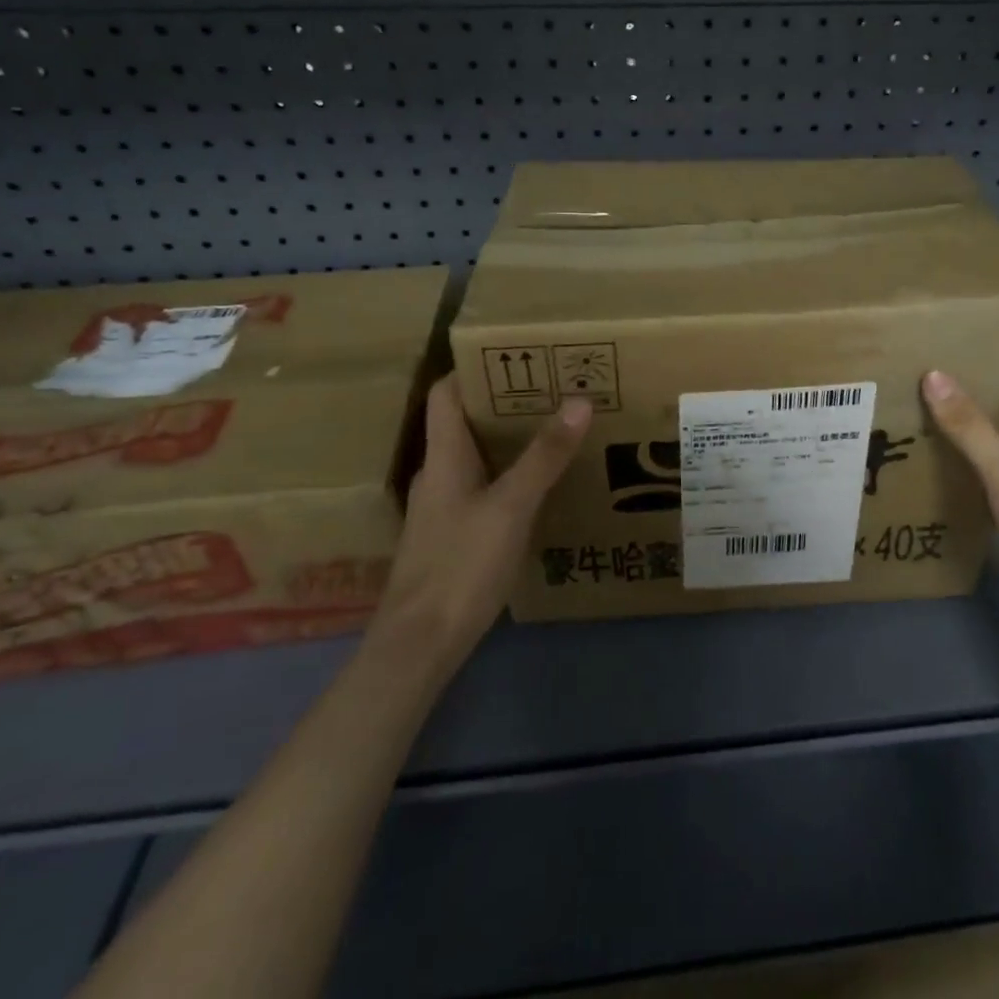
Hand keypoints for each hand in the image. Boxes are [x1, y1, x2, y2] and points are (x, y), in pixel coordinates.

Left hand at [368, 373, 591, 673]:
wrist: (420, 645)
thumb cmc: (460, 565)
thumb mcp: (511, 506)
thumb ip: (545, 455)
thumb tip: (578, 400)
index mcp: (443, 457)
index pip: (446, 394)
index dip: (474, 369)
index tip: (517, 353)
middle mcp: (439, 474)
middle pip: (465, 421)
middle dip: (505, 401)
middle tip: (552, 388)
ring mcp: (443, 507)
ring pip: (476, 456)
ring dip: (509, 439)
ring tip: (554, 428)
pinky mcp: (453, 535)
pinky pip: (482, 487)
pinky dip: (509, 474)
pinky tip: (539, 486)